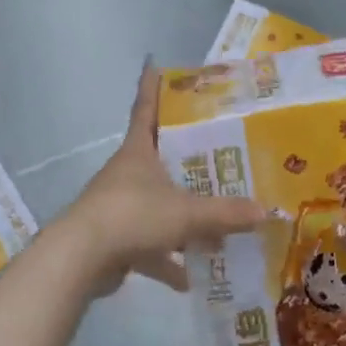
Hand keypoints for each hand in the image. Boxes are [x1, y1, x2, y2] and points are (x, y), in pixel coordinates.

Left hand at [59, 60, 264, 295]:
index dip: (152, 88)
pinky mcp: (114, 240)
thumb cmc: (132, 215)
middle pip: (157, 157)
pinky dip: (167, 261)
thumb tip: (265, 213)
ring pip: (157, 205)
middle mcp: (127, 173)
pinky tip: (190, 279)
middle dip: (183, 157)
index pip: (146, 109)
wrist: (79, 259)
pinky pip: (148, 246)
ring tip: (214, 227)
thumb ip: (225, 214)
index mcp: (138, 152)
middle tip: (214, 150)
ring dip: (181, 217)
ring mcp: (118, 207)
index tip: (155, 66)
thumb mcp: (185, 213)